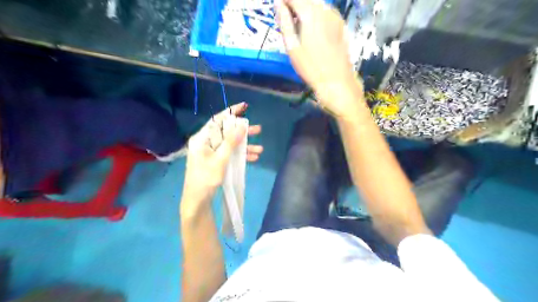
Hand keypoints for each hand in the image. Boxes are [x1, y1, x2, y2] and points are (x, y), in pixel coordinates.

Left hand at [183, 102, 262, 199]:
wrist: (197, 200)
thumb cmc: (205, 179)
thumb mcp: (220, 160)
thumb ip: (230, 142)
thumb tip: (241, 126)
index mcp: (202, 139)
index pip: (217, 121)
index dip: (231, 112)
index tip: (244, 106)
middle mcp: (206, 142)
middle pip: (227, 132)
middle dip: (243, 132)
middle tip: (258, 130)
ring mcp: (211, 152)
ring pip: (230, 144)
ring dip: (245, 147)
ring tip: (260, 149)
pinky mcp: (216, 160)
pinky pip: (230, 154)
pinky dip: (240, 155)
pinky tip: (253, 158)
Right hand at [275, 0, 363, 116]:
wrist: (337, 82)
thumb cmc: (311, 68)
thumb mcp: (292, 48)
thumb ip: (284, 23)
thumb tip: (278, 4)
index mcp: (310, 13)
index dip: (283, 1)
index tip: (277, 9)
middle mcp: (325, 9)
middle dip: (294, 4)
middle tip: (286, 19)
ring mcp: (335, 16)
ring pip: (317, 4)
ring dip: (305, 8)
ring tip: (298, 25)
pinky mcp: (341, 24)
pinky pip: (325, 11)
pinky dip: (316, 14)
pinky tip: (312, 29)